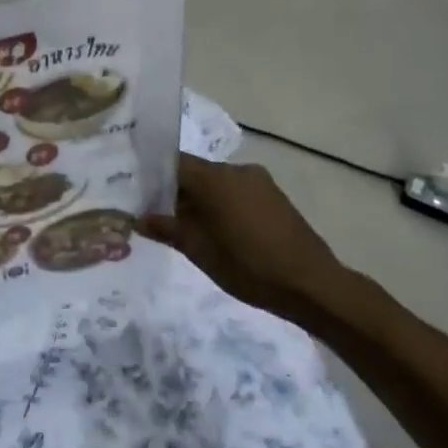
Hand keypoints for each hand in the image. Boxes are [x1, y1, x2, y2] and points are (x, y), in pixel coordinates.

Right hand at [140, 154, 360, 325]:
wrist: (311, 284)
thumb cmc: (248, 266)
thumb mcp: (199, 250)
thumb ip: (167, 229)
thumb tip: (139, 218)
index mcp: (215, 177)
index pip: (173, 163)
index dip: (152, 175)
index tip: (136, 191)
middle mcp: (237, 170)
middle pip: (195, 172)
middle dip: (174, 191)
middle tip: (155, 214)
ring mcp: (259, 182)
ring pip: (217, 183)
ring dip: (199, 200)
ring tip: (185, 227)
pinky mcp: (273, 196)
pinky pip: (236, 192)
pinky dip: (221, 205)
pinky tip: (217, 231)